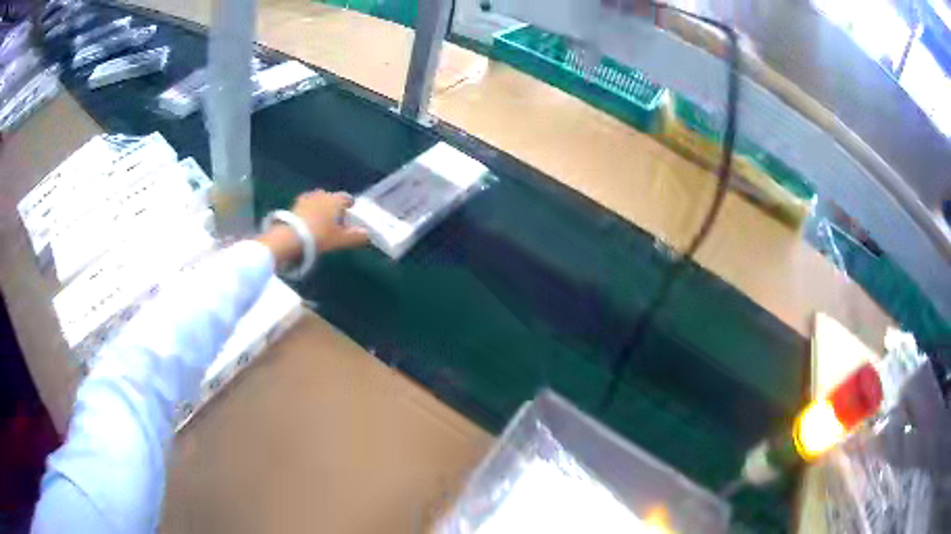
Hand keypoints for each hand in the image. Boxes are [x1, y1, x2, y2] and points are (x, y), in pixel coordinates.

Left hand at [290, 189, 368, 252]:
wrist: (291, 237)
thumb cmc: (320, 236)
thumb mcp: (340, 239)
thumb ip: (355, 236)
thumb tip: (367, 234)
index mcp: (336, 200)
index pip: (347, 198)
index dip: (349, 205)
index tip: (350, 213)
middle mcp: (322, 194)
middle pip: (332, 198)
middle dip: (334, 207)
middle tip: (335, 221)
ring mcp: (307, 197)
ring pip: (318, 200)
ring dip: (320, 208)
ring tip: (320, 222)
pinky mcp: (294, 204)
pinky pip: (306, 205)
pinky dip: (308, 211)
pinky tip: (307, 221)